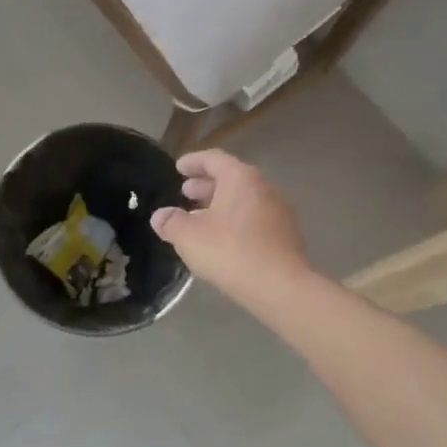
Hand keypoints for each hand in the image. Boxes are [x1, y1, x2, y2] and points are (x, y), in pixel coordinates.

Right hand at [150, 150, 313, 311]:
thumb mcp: (189, 237)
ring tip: (200, 218)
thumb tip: (160, 216)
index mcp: (240, 178)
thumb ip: (171, 222)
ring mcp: (279, 212)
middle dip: (206, 185)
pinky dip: (236, 221)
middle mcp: (264, 188)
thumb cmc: (231, 252)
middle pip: (231, 178)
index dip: (193, 162)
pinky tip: (223, 240)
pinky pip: (255, 219)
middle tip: (186, 193)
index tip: (178, 168)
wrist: (281, 287)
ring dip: (221, 205)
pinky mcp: (286, 235)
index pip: (214, 159)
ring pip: (244, 200)